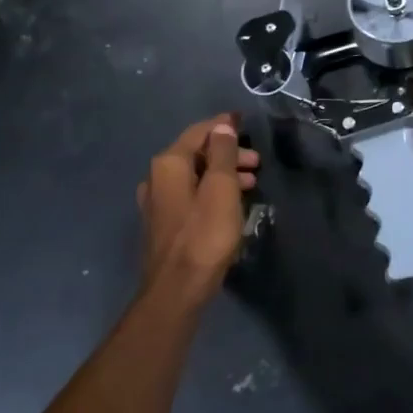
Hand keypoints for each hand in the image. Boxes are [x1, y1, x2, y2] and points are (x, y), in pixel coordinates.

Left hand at [136, 114, 259, 304]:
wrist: (177, 290)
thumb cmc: (204, 235)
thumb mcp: (222, 188)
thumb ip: (222, 154)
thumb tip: (222, 126)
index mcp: (169, 164)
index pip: (199, 131)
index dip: (223, 125)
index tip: (244, 122)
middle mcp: (156, 178)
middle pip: (195, 153)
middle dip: (227, 153)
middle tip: (256, 162)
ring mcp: (157, 202)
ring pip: (194, 175)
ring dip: (222, 174)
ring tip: (250, 184)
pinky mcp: (163, 223)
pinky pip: (190, 194)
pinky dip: (211, 190)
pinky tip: (230, 203)